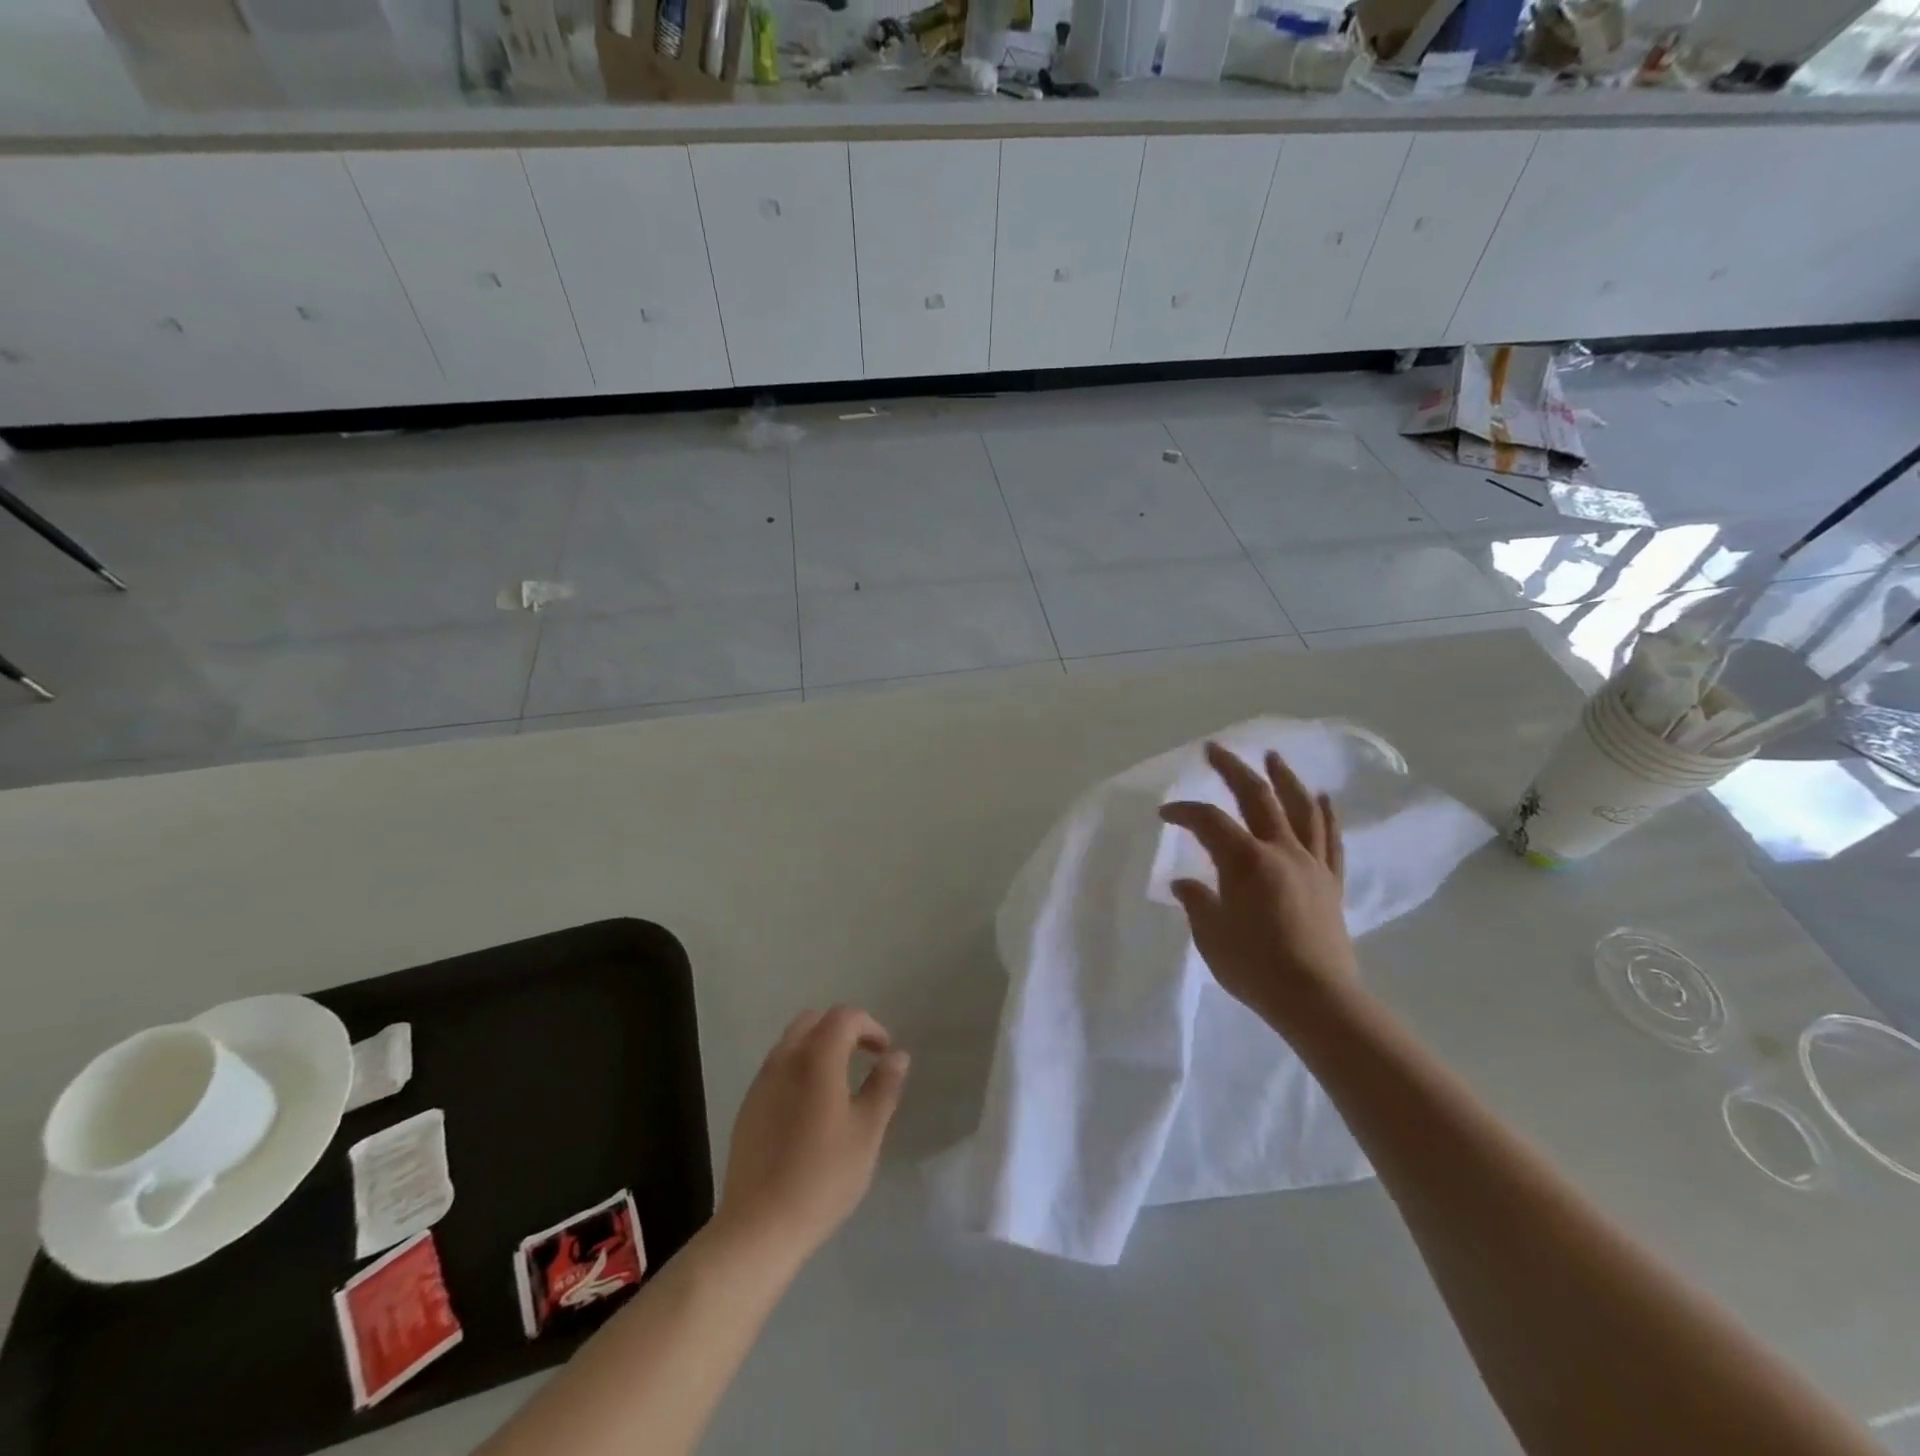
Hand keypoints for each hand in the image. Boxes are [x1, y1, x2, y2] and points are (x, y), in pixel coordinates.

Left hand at [716, 1006, 909, 1264]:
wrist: (759, 1226)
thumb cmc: (823, 1177)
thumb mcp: (867, 1133)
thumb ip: (883, 1087)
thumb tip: (897, 1056)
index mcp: (816, 1059)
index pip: (844, 1017)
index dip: (870, 1026)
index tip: (884, 1053)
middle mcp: (785, 1059)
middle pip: (814, 1020)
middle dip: (842, 1029)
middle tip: (863, 1057)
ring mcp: (762, 1082)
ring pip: (792, 1042)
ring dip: (819, 1047)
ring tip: (840, 1082)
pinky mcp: (748, 1106)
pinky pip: (777, 1068)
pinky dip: (799, 1068)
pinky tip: (811, 1107)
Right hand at [1159, 742, 1357, 1029]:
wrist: (1316, 1000)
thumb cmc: (1255, 968)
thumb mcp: (1211, 936)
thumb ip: (1197, 902)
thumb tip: (1185, 882)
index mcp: (1246, 861)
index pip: (1209, 821)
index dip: (1184, 811)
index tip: (1165, 814)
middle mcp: (1280, 851)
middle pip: (1257, 797)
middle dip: (1233, 770)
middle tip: (1215, 749)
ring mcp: (1310, 864)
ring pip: (1300, 808)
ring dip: (1284, 778)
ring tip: (1273, 757)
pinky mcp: (1330, 882)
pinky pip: (1330, 839)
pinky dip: (1325, 814)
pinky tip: (1322, 797)